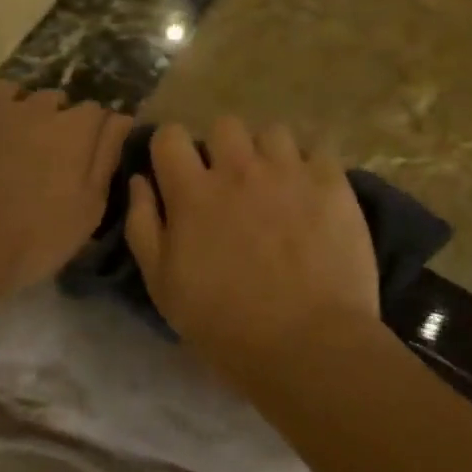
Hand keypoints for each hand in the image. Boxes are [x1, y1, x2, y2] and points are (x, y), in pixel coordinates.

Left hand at [0, 82, 132, 307]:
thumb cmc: (33, 238)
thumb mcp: (88, 210)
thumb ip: (107, 158)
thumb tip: (121, 120)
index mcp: (75, 129)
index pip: (97, 111)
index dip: (96, 131)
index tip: (90, 153)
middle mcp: (37, 108)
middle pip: (56, 98)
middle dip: (58, 117)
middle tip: (50, 152)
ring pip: (12, 89)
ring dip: (18, 105)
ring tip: (14, 133)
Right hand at [124, 118, 379, 374]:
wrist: (310, 346)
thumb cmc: (226, 326)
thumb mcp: (163, 286)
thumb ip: (144, 225)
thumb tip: (140, 180)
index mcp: (193, 192)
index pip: (170, 135)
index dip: (171, 149)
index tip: (178, 171)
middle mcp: (239, 168)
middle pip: (224, 125)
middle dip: (223, 148)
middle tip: (232, 184)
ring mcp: (289, 171)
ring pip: (272, 132)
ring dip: (268, 155)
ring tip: (277, 187)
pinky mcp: (331, 183)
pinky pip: (317, 152)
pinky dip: (311, 170)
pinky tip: (312, 198)